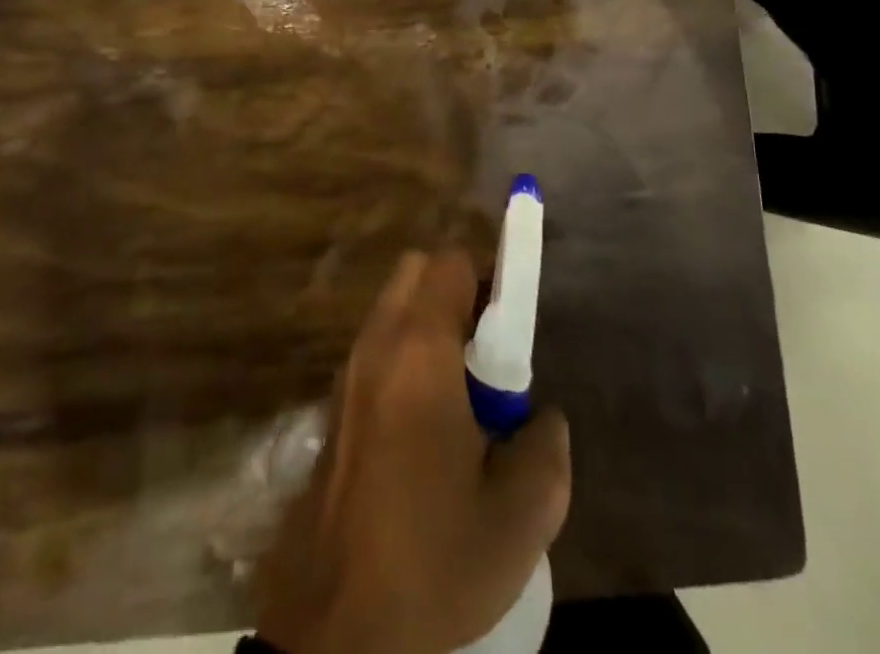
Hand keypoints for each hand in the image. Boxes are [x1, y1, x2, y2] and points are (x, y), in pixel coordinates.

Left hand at [254, 250, 571, 653]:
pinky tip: (426, 429)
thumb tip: (539, 417)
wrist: (334, 630)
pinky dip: (405, 357)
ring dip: (429, 326)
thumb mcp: (519, 519)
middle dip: (455, 292)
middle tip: (488, 355)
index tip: (511, 326)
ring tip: (462, 399)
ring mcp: (348, 373)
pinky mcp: (334, 406)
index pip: (449, 263)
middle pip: (415, 272)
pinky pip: (377, 349)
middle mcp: (377, 345)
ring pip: (392, 309)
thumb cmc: (431, 562)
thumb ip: (546, 447)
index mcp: (419, 352)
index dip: (487, 277)